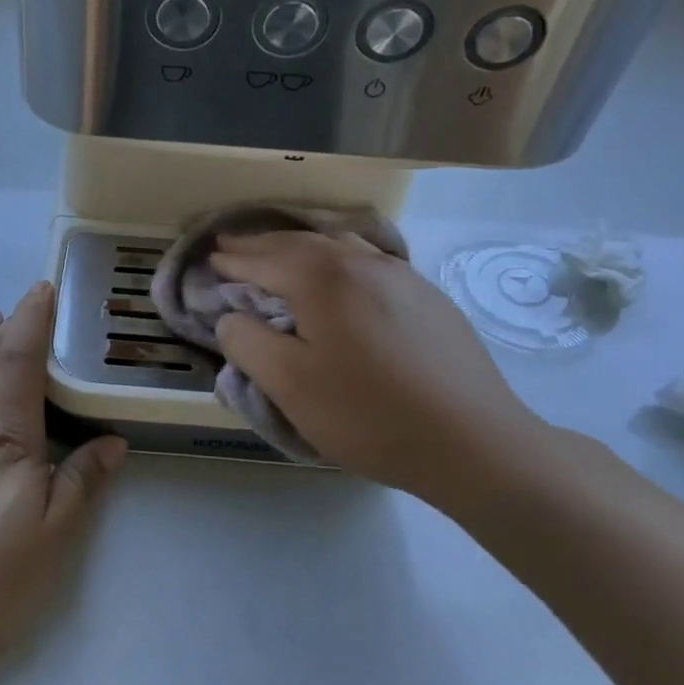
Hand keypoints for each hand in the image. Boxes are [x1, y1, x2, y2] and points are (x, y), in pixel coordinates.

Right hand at [210, 231, 545, 504]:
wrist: (474, 442)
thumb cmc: (369, 414)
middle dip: (262, 244)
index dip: (232, 259)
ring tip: (282, 254)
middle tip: (233, 245)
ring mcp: (402, 276)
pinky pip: (370, 261)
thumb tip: (231, 316)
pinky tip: (342, 275)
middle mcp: (362, 262)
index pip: (264, 259)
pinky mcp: (428, 296)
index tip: (209, 257)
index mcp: (323, 278)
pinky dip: (339, 259)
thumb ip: (248, 343)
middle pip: (300, 242)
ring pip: (340, 245)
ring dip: (302, 246)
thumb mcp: (290, 386)